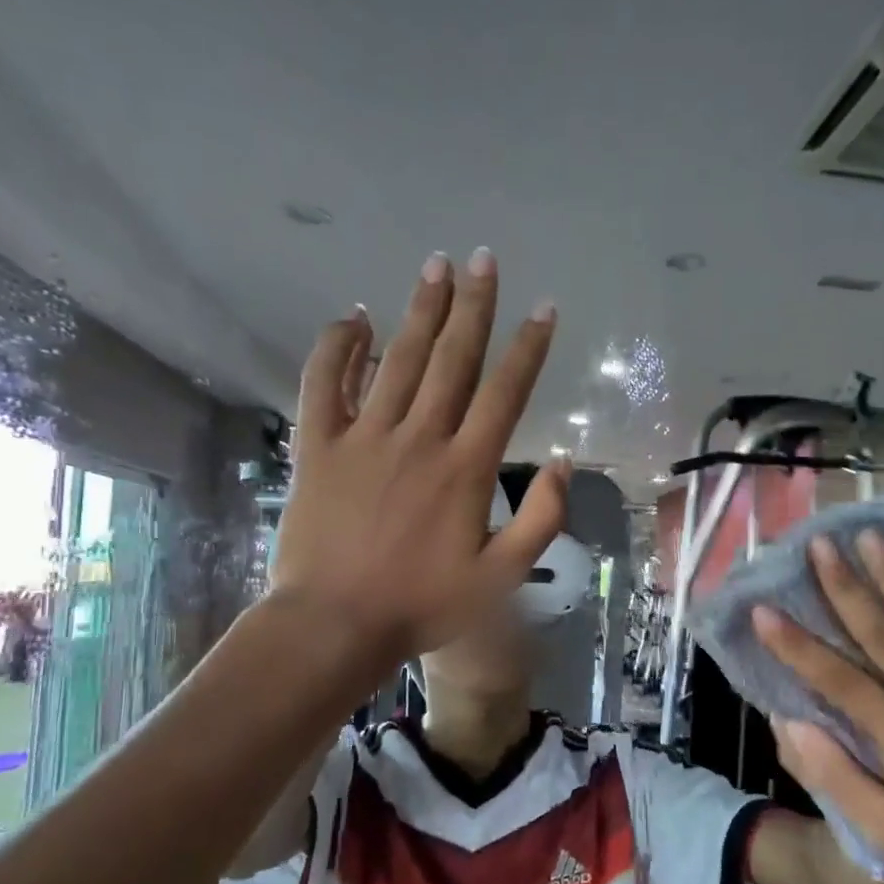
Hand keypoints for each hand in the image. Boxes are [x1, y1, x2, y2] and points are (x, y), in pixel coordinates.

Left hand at [270, 248, 566, 669]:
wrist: (335, 624)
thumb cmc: (423, 605)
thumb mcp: (502, 577)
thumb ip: (541, 519)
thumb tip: (564, 462)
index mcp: (466, 468)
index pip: (505, 392)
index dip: (528, 347)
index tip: (542, 308)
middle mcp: (420, 438)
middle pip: (453, 359)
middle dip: (474, 306)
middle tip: (484, 259)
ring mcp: (365, 437)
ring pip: (399, 359)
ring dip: (421, 311)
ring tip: (437, 267)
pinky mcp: (318, 446)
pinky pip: (324, 383)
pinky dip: (337, 347)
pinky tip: (353, 318)